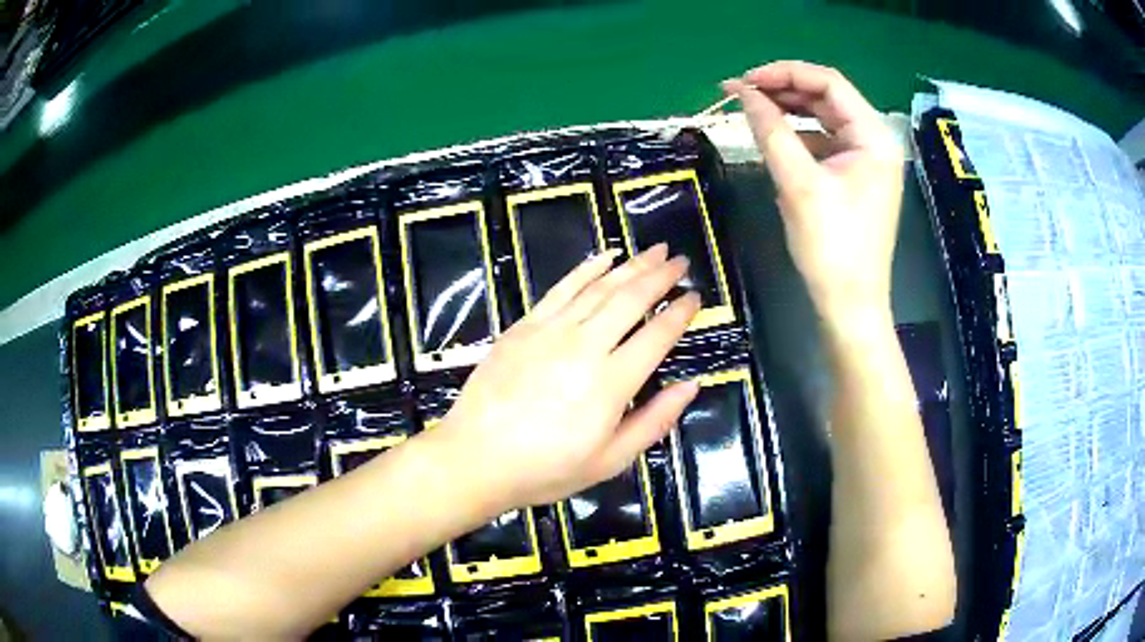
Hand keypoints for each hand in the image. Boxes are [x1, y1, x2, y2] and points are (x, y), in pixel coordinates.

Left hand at [431, 245, 700, 510]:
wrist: (475, 457)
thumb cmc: (545, 468)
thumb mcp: (609, 461)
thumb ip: (654, 421)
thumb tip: (691, 385)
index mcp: (612, 383)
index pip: (657, 335)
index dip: (680, 313)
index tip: (695, 295)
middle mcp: (586, 346)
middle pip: (631, 299)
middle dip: (660, 275)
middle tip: (680, 260)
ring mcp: (552, 330)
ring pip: (600, 287)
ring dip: (631, 265)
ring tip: (654, 250)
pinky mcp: (525, 325)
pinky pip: (562, 288)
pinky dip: (587, 268)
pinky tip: (606, 256)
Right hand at [722, 61, 903, 326]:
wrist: (850, 305)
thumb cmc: (832, 247)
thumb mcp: (797, 184)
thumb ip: (770, 130)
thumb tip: (742, 92)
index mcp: (874, 137)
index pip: (828, 83)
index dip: (784, 73)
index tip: (744, 81)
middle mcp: (875, 141)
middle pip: (826, 98)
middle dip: (783, 90)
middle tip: (740, 94)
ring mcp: (866, 160)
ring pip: (823, 119)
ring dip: (788, 111)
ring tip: (751, 111)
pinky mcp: (855, 177)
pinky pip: (823, 143)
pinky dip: (797, 136)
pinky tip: (774, 140)